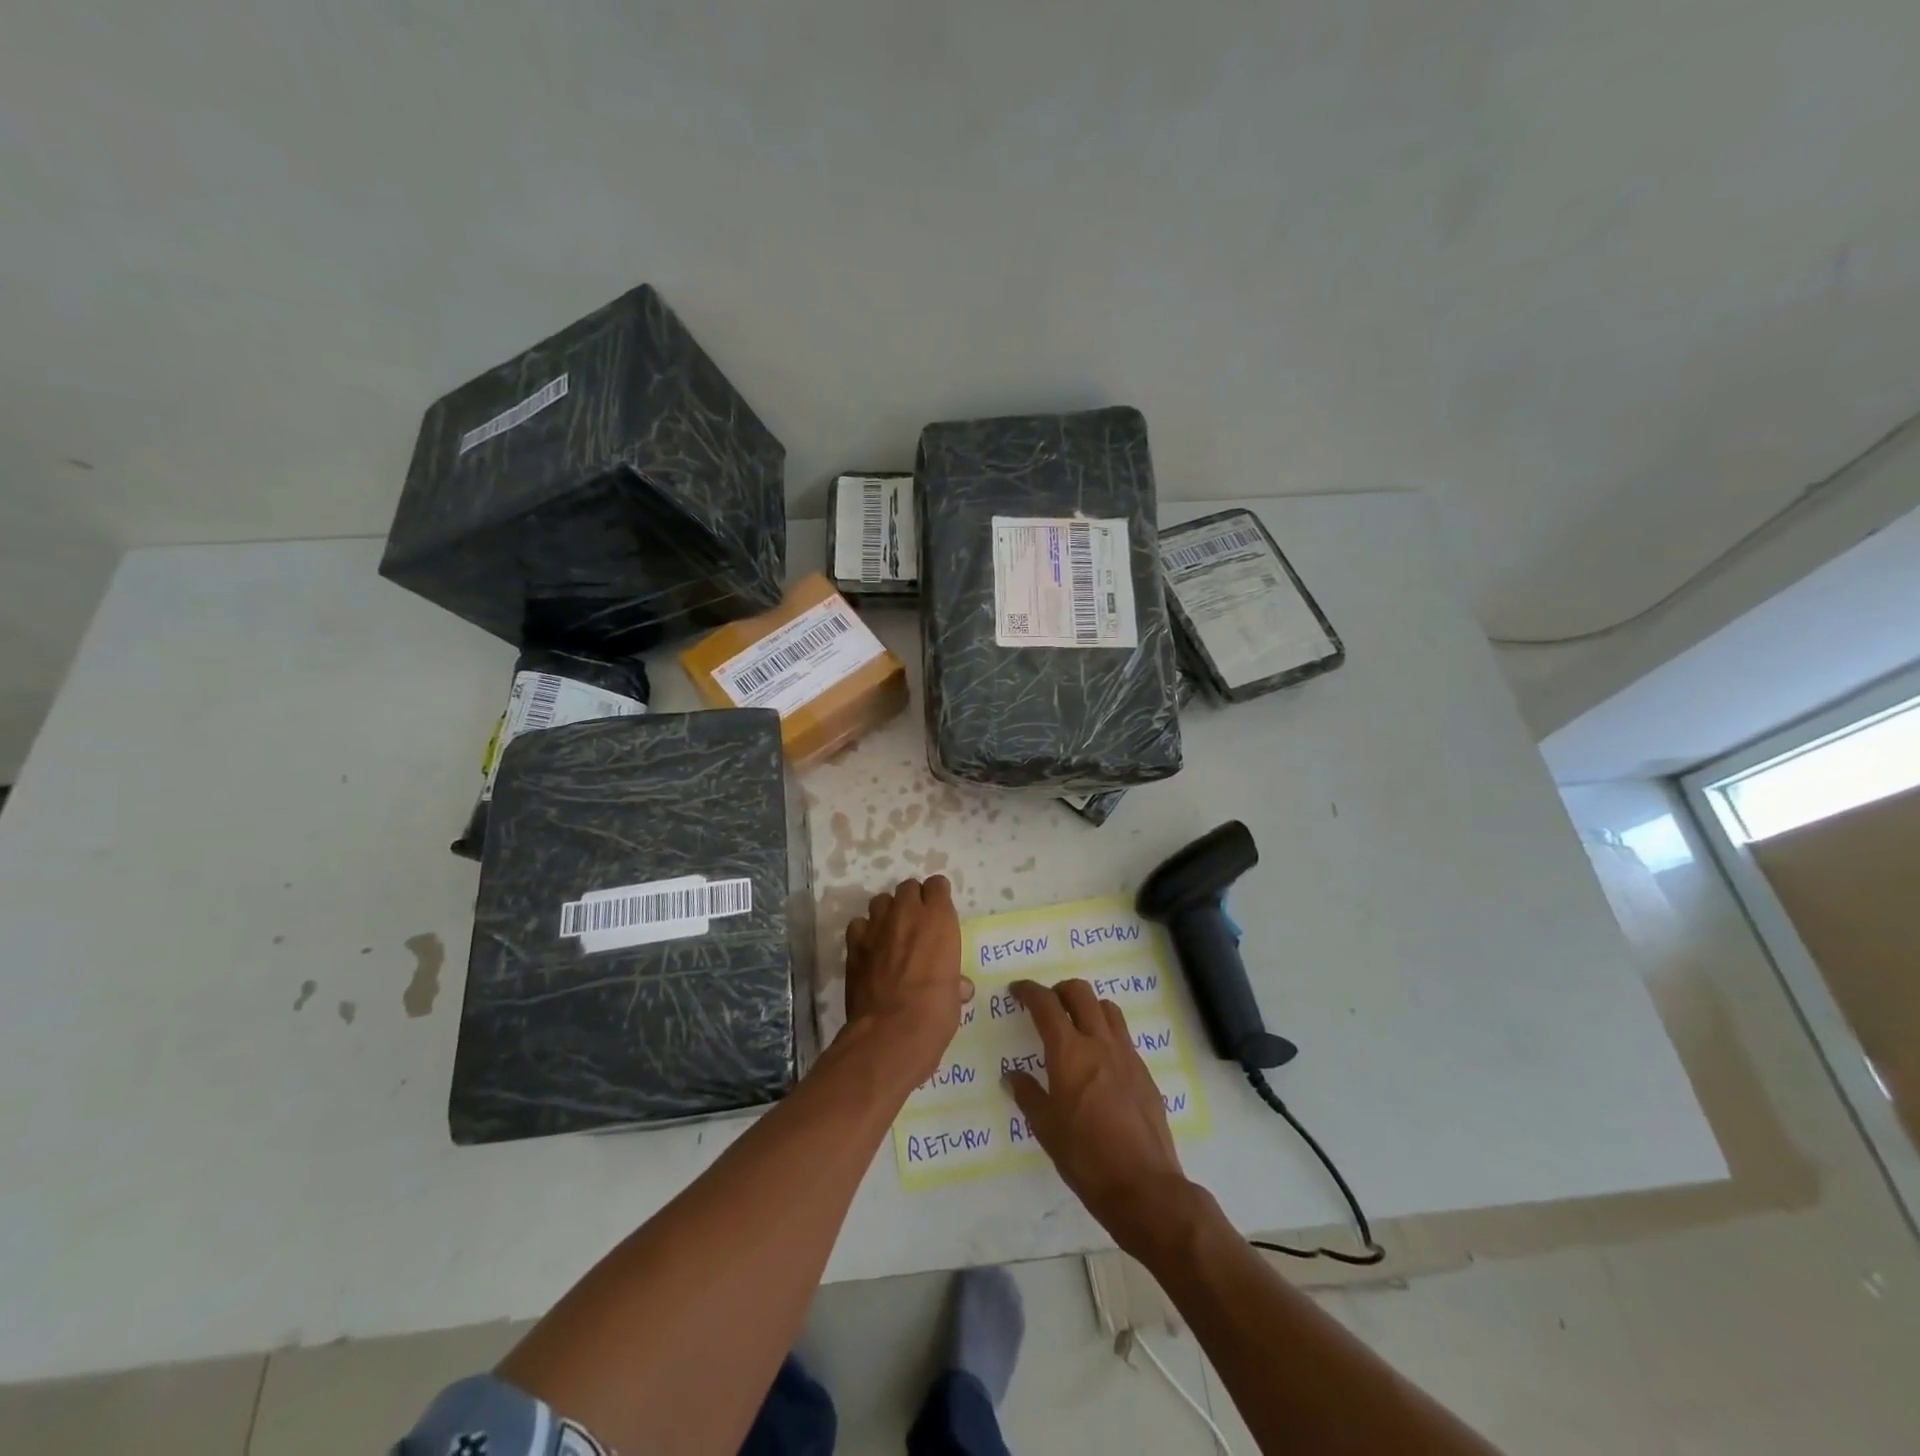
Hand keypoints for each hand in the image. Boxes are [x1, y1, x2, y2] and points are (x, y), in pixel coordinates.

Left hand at [843, 876, 971, 1083]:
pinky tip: (869, 950)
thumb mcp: (954, 994)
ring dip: (887, 912)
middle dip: (912, 900)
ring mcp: (877, 926)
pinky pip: (858, 925)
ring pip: (880, 901)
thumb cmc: (935, 1011)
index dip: (938, 896)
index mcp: (939, 918)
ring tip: (891, 933)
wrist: (891, 1031)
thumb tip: (961, 987)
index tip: (939, 911)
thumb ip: (955, 981)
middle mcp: (907, 912)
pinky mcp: (854, 944)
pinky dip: (864, 933)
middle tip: (916, 923)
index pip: (937, 885)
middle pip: (908, 887)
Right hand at [1004, 979, 1191, 1253]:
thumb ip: (1028, 1095)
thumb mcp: (1046, 1129)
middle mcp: (1099, 1043)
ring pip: (1107, 1008)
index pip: (1046, 1004)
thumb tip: (1013, 1076)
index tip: (1017, 991)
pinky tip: (1099, 1060)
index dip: (1029, 991)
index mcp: (1070, 1052)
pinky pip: (1123, 1035)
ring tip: (1075, 1025)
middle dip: (1059, 990)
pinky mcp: (1144, 1072)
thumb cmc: (1086, 1158)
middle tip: (1047, 1006)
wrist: (1144, 1186)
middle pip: (1080, 993)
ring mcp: (1126, 1055)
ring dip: (1087, 1006)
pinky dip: (1106, 1032)